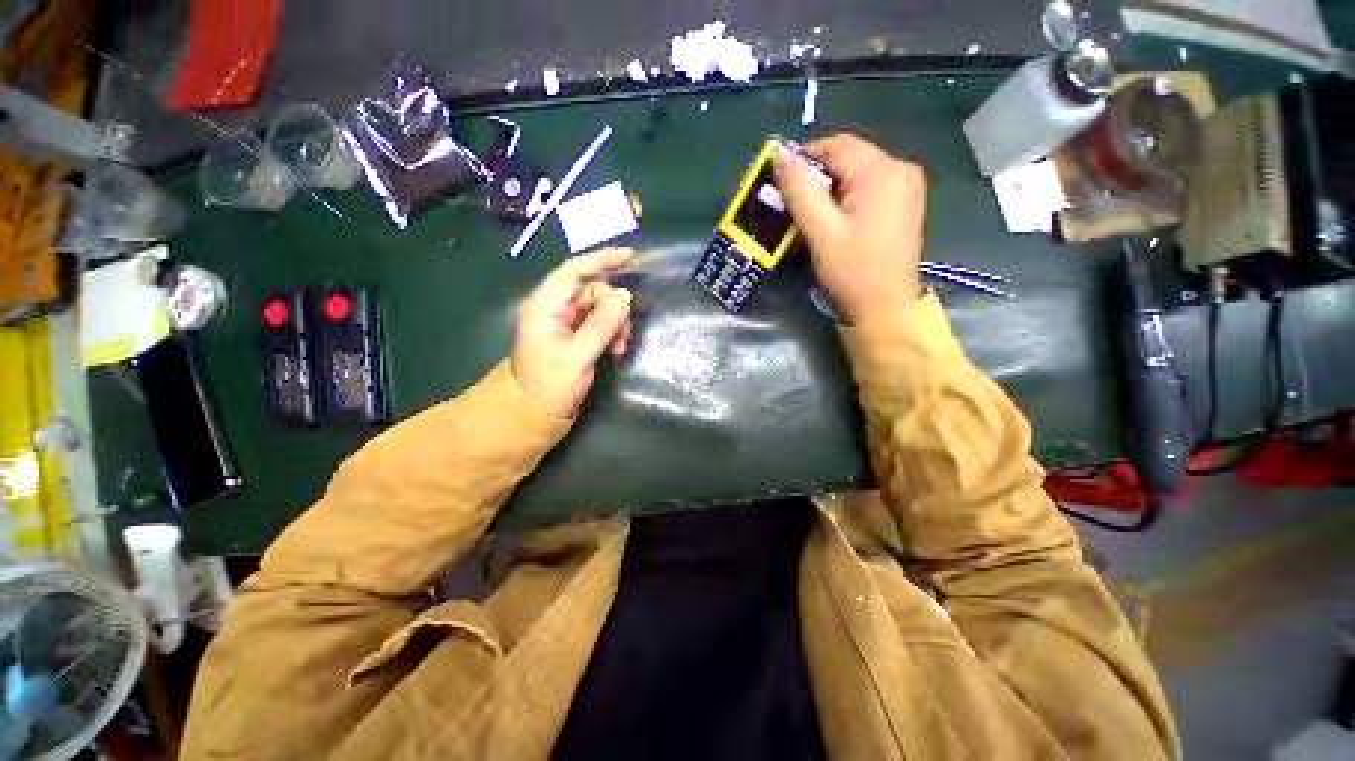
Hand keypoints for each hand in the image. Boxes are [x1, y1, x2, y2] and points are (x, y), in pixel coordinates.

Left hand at [512, 248, 634, 417]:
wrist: (532, 414)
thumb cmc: (550, 385)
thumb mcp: (578, 356)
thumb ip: (602, 324)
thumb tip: (625, 295)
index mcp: (546, 306)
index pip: (574, 270)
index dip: (602, 259)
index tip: (631, 256)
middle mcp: (554, 308)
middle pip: (592, 290)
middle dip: (614, 306)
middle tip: (625, 333)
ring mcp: (563, 322)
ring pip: (598, 307)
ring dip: (614, 323)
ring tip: (619, 347)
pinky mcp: (572, 336)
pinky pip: (597, 322)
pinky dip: (610, 332)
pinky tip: (615, 349)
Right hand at [773, 134, 926, 323]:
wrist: (885, 307)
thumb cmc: (851, 271)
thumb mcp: (820, 231)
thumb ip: (800, 190)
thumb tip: (780, 153)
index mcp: (881, 171)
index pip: (836, 145)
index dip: (805, 158)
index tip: (783, 184)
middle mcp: (901, 168)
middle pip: (850, 156)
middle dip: (819, 175)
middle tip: (797, 204)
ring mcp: (908, 185)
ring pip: (859, 170)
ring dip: (833, 186)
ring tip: (816, 215)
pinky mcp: (907, 201)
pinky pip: (871, 185)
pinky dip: (850, 195)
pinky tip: (839, 219)